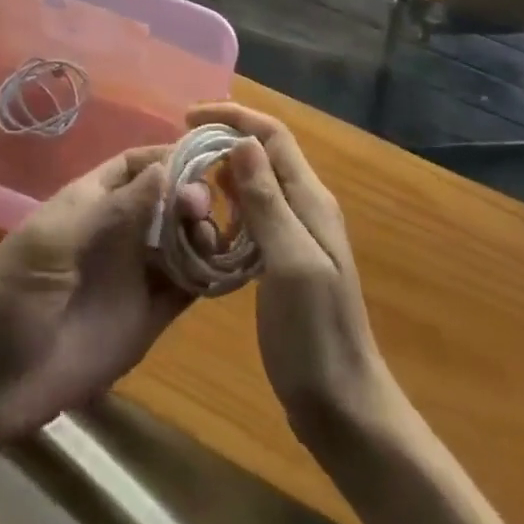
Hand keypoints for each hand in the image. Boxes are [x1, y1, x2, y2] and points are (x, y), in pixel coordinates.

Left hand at [0, 148, 190, 449]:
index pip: (136, 165)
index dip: (168, 156)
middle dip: (190, 194)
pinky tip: (226, 270)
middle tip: (202, 206)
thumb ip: (113, 210)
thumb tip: (166, 169)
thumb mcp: (55, 242)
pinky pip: (186, 289)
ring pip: (182, 241)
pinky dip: (209, 276)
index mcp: (91, 202)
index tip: (204, 155)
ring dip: (203, 232)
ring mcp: (135, 275)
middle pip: (167, 200)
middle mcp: (119, 232)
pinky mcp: (147, 319)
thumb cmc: (10, 295)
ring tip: (211, 239)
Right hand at [184, 104, 389, 443]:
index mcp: (310, 199)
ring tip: (186, 179)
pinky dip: (228, 206)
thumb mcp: (291, 262)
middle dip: (224, 139)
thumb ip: (267, 201)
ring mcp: (296, 235)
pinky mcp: (283, 261)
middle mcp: (305, 207)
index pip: (272, 136)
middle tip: (180, 149)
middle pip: (264, 154)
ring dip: (224, 172)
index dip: (233, 117)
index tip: (188, 117)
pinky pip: (253, 216)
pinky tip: (206, 222)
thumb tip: (242, 140)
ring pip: (256, 183)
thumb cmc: (316, 334)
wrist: (343, 406)